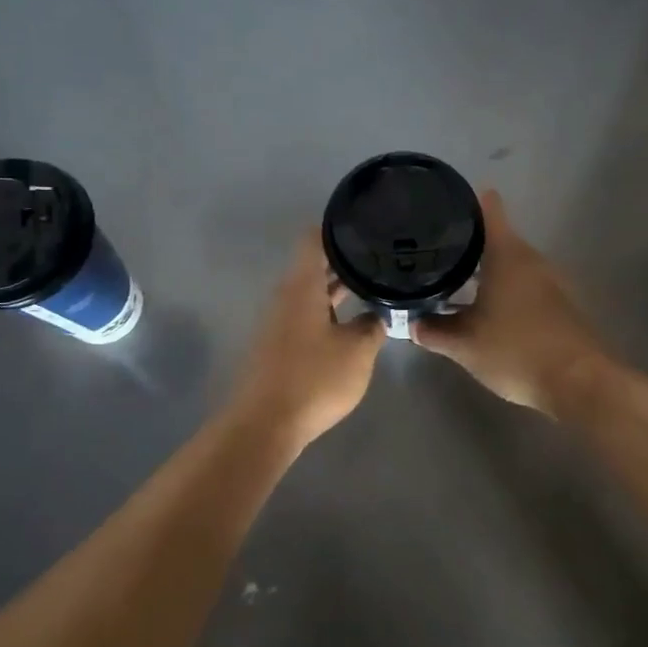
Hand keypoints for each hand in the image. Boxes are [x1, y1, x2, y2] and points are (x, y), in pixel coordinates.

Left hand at [229, 236, 385, 451]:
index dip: (337, 227)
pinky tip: (352, 320)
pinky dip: (329, 310)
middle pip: (314, 265)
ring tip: (373, 284)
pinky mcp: (279, 344)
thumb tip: (378, 313)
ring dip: (338, 287)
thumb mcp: (358, 351)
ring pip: (312, 291)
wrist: (266, 424)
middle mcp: (286, 296)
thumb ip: (373, 325)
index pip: (314, 239)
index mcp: (302, 286)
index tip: (365, 223)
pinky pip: (307, 314)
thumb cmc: (314, 378)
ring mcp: (280, 321)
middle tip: (381, 255)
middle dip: (345, 259)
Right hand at [412, 190, 608, 415]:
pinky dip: (501, 288)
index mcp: (507, 255)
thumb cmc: (516, 351)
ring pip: (509, 264)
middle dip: (467, 242)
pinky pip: (522, 285)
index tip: (443, 203)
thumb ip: (434, 331)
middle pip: (497, 237)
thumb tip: (411, 324)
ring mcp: (548, 281)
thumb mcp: (465, 345)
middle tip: (433, 249)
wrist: (579, 383)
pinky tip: (481, 308)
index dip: (467, 201)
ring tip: (451, 278)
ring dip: (484, 269)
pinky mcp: (558, 304)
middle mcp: (530, 260)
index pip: (489, 210)